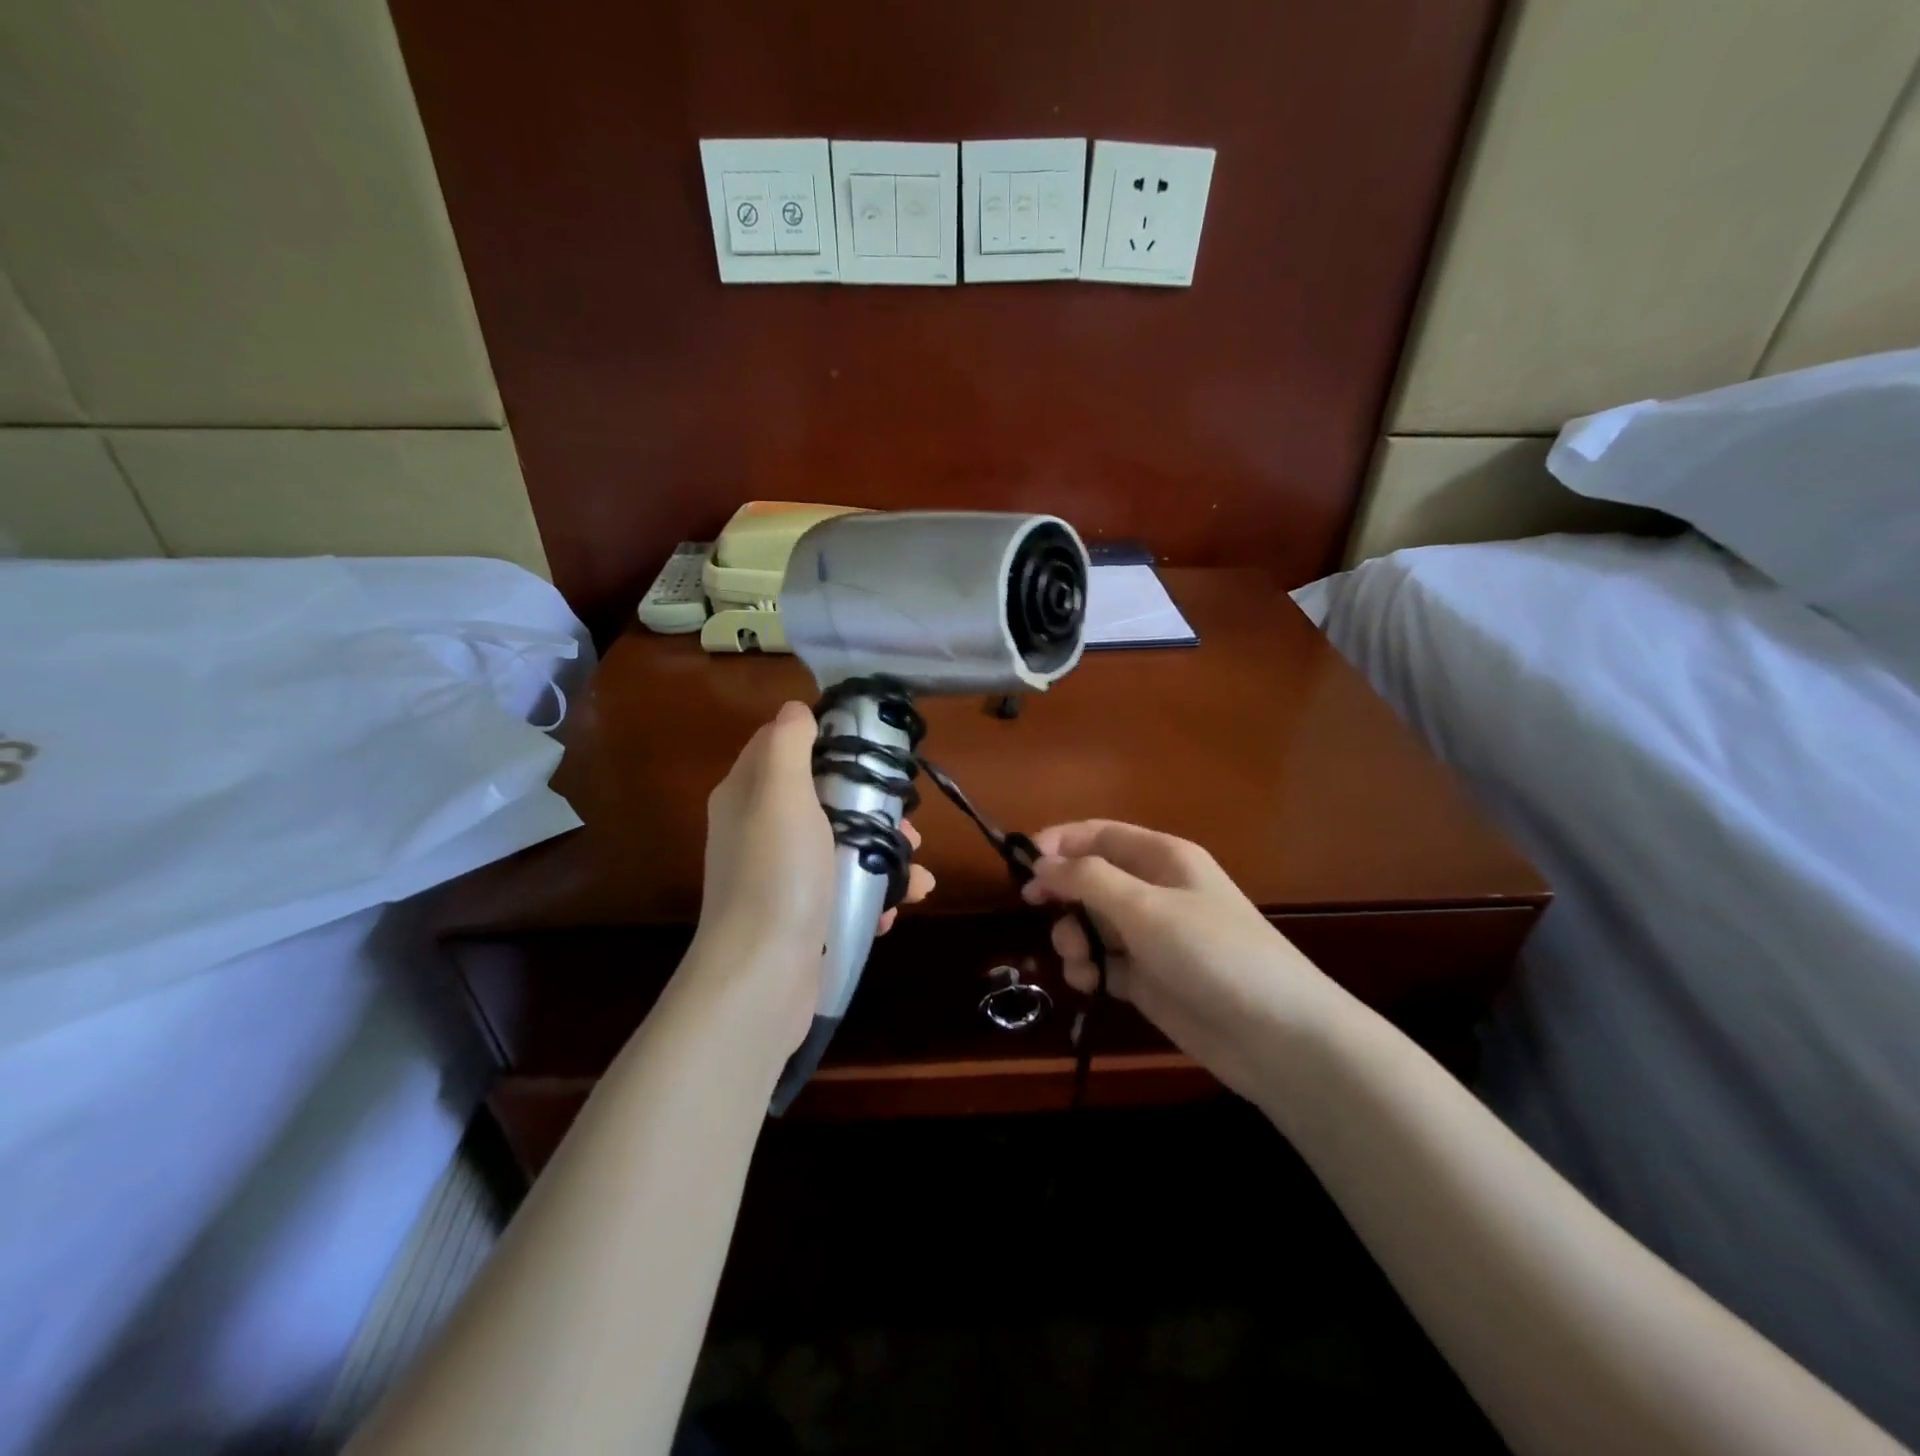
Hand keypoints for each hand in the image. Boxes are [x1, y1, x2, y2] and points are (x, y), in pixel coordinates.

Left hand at [687, 701, 933, 1054]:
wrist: (761, 978)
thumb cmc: (777, 875)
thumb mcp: (781, 794)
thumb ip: (788, 744)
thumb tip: (796, 709)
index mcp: (749, 794)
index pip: (787, 746)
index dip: (829, 743)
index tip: (875, 753)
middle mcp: (760, 830)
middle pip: (825, 798)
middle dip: (873, 809)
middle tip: (908, 826)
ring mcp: (781, 876)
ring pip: (842, 845)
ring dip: (884, 855)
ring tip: (917, 873)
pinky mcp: (800, 915)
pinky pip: (843, 889)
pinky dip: (873, 893)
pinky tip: (896, 908)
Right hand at [1021, 820, 1351, 1101]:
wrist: (1276, 1036)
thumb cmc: (1212, 953)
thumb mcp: (1145, 907)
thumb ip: (1088, 880)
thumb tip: (1041, 862)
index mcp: (1163, 858)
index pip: (1100, 834)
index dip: (1059, 842)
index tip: (1022, 863)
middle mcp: (1155, 891)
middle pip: (1091, 878)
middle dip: (1063, 894)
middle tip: (1038, 910)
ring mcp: (1152, 937)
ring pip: (1093, 923)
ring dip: (1074, 937)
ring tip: (1078, 961)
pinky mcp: (1149, 978)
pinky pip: (1104, 962)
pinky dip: (1089, 969)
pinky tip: (1090, 983)